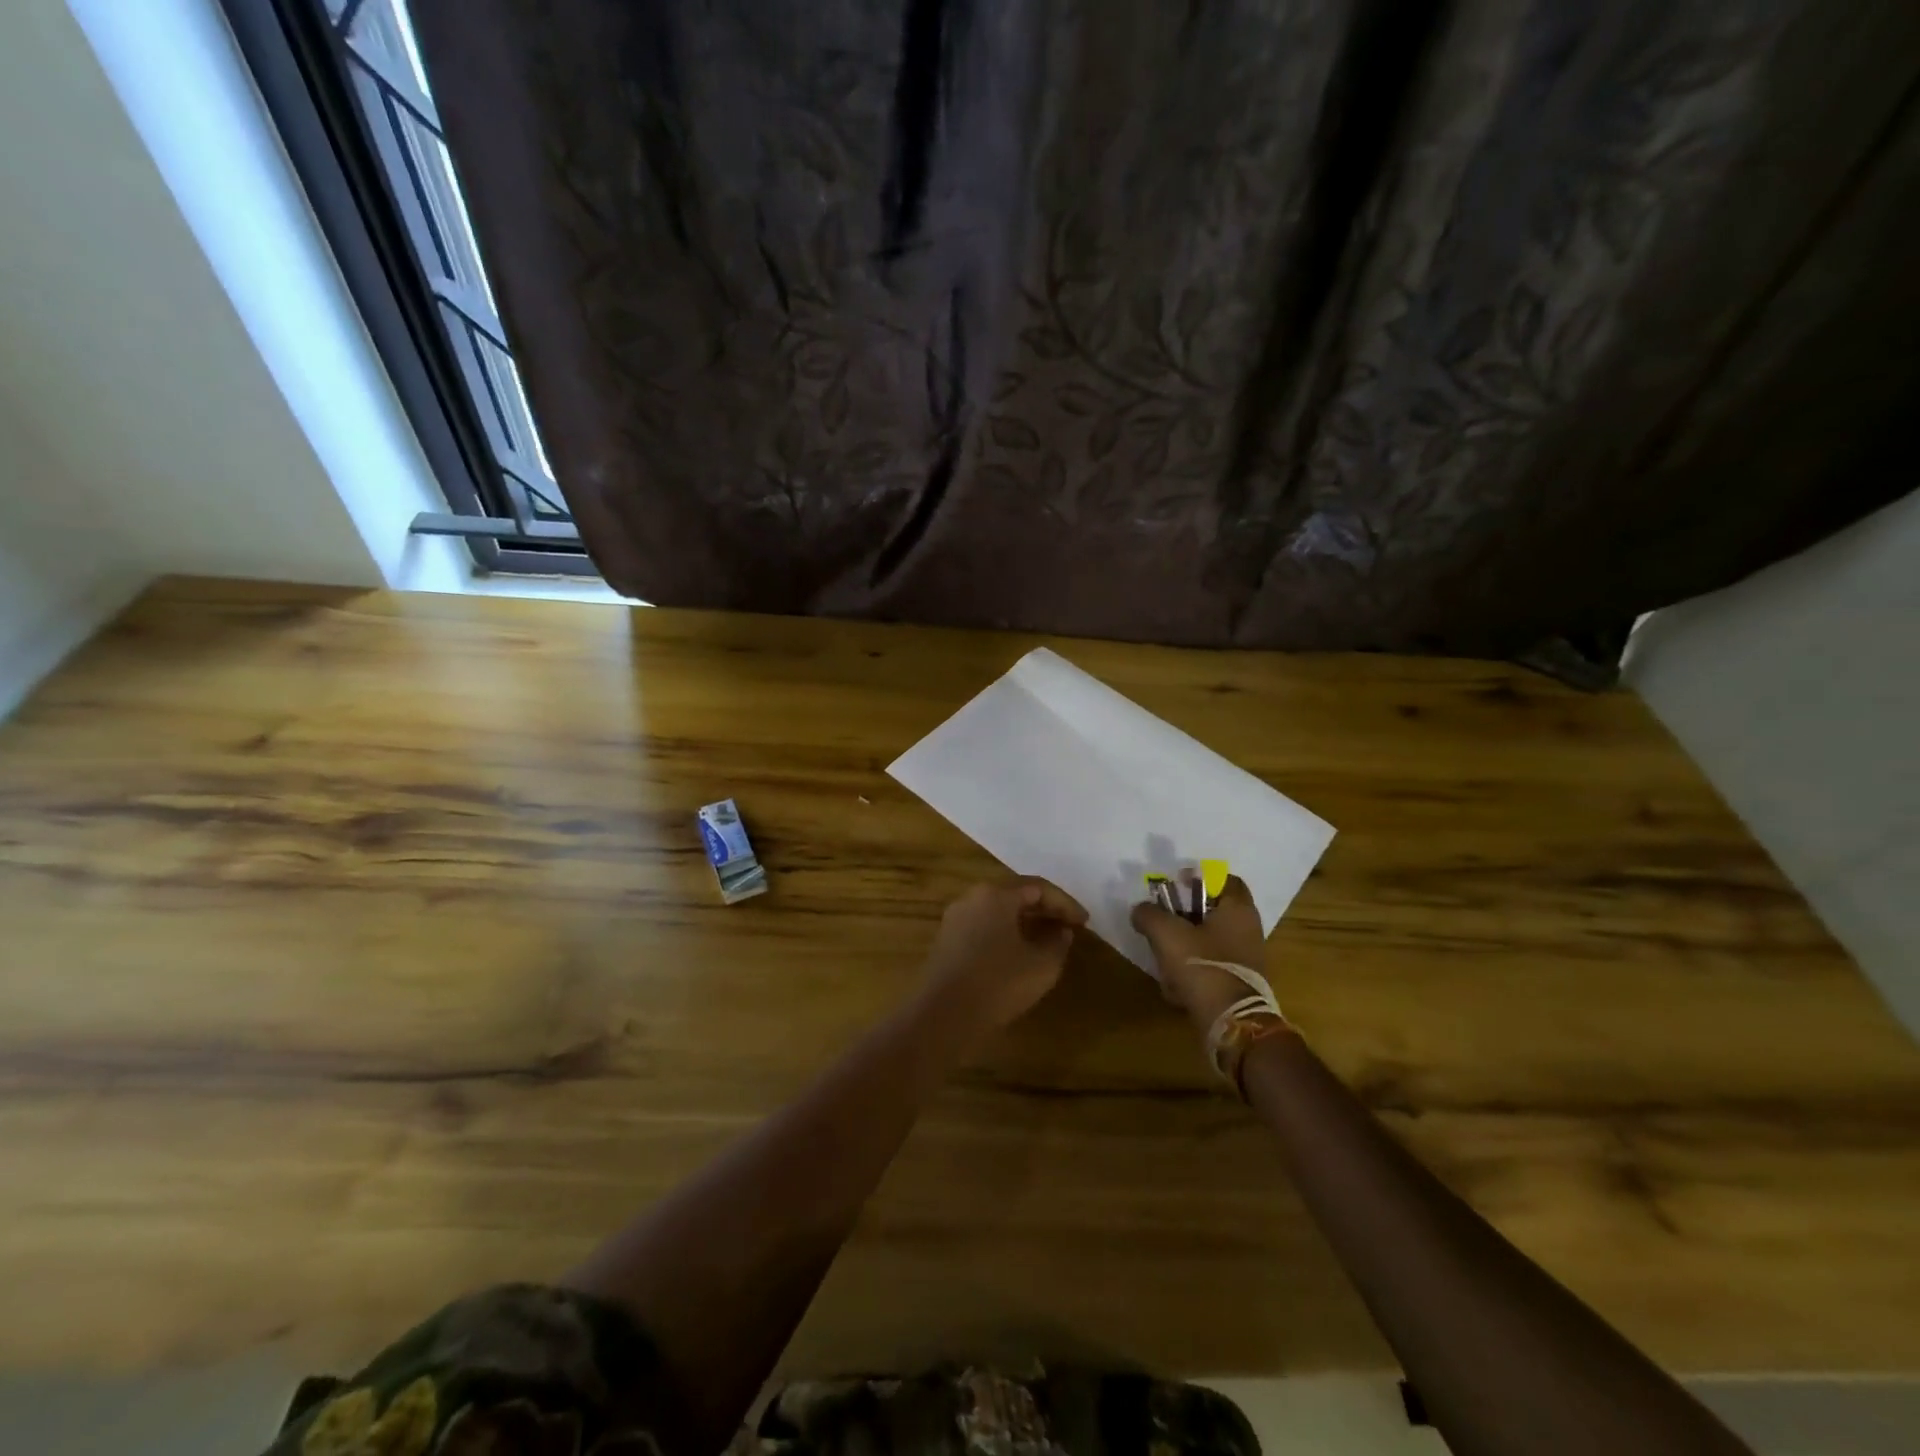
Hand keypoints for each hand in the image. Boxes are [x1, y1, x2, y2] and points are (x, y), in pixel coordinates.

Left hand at [919, 877, 1087, 1045]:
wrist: (943, 1016)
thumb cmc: (998, 984)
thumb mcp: (1042, 966)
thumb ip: (1058, 942)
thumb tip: (1061, 931)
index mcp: (995, 894)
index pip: (1038, 887)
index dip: (1065, 903)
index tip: (1085, 922)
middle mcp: (972, 898)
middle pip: (1015, 894)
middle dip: (1045, 909)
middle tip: (1069, 926)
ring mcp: (955, 918)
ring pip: (998, 910)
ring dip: (1026, 921)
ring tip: (1049, 939)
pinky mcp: (947, 940)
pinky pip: (984, 926)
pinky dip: (1006, 932)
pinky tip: (1019, 953)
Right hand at [1130, 875, 1269, 1030]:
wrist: (1231, 1023)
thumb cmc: (1202, 965)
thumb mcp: (1165, 933)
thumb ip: (1148, 914)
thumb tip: (1140, 910)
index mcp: (1238, 909)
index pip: (1225, 879)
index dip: (1198, 879)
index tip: (1175, 887)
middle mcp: (1249, 930)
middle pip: (1212, 912)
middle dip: (1184, 918)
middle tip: (1161, 924)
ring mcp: (1247, 959)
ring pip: (1208, 942)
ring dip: (1184, 948)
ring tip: (1162, 959)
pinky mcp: (1240, 984)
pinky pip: (1212, 968)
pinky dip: (1192, 973)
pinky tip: (1174, 987)